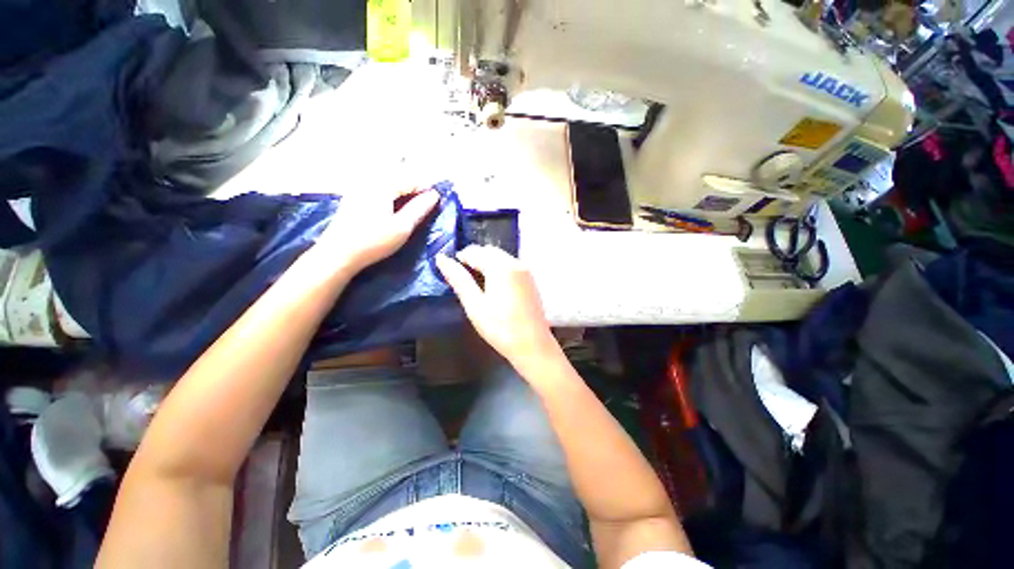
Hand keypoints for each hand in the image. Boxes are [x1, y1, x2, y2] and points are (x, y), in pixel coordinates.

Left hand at [315, 187, 439, 273]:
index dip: (425, 188)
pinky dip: (388, 189)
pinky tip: (391, 201)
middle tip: (425, 196)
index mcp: (383, 186)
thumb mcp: (402, 227)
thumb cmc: (373, 241)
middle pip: (396, 174)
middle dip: (412, 182)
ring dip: (400, 184)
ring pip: (384, 177)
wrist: (338, 253)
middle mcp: (369, 181)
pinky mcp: (352, 197)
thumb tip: (435, 195)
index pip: (410, 179)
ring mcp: (358, 188)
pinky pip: (374, 184)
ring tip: (411, 197)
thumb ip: (419, 209)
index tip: (436, 199)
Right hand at [436, 246, 558, 370]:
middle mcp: (516, 263)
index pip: (476, 252)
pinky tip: (493, 285)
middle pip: (490, 251)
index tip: (451, 269)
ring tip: (475, 281)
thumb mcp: (475, 305)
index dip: (460, 257)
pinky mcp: (530, 280)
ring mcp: (526, 271)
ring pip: (501, 257)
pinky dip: (498, 268)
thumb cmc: (500, 328)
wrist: (533, 345)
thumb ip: (459, 280)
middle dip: (474, 258)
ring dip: (486, 262)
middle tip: (462, 276)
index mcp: (501, 267)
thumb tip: (441, 259)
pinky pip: (510, 264)